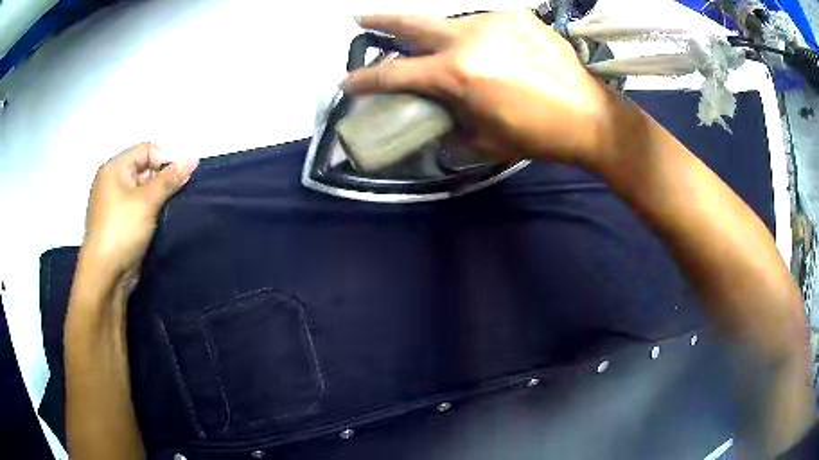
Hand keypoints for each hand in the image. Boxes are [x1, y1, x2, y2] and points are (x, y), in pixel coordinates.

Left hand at [81, 143, 197, 286]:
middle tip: (174, 198)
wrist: (105, 276)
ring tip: (167, 211)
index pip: (146, 150)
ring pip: (141, 190)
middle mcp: (111, 181)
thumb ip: (170, 179)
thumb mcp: (147, 201)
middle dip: (161, 180)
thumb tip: (193, 159)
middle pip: (143, 168)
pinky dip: (149, 210)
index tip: (180, 180)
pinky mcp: (117, 222)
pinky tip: (158, 221)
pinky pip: (136, 207)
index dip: (165, 160)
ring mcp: (112, 203)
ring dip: (157, 197)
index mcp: (114, 168)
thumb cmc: (122, 230)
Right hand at [342, 11, 617, 164]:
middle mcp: (469, 38)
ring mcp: (495, 20)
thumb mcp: (484, 140)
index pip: (396, 74)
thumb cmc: (538, 136)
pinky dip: (476, 37)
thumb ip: (450, 123)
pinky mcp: (518, 16)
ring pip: (451, 23)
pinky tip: (488, 50)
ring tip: (442, 50)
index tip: (347, 81)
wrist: (590, 116)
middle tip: (360, 19)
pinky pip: (484, 24)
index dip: (366, 79)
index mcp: (458, 74)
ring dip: (439, 36)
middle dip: (381, 20)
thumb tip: (434, 116)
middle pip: (412, 23)